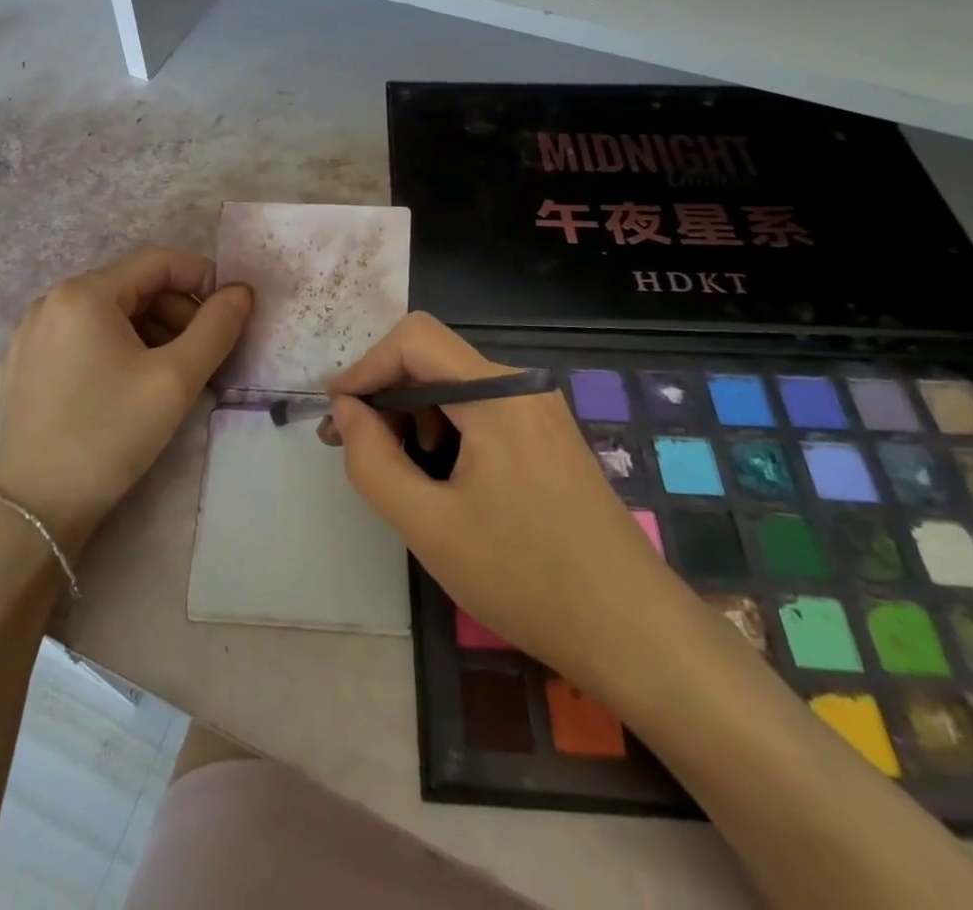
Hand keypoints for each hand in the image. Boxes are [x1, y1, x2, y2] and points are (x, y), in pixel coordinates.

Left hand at [0, 247, 252, 552]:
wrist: (36, 510)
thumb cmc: (109, 434)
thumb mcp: (175, 379)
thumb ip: (216, 327)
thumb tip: (241, 290)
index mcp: (83, 294)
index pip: (157, 262)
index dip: (201, 277)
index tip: (230, 311)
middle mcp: (50, 301)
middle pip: (131, 287)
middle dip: (176, 311)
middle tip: (204, 352)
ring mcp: (32, 334)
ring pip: (108, 314)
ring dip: (150, 331)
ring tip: (173, 372)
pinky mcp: (24, 364)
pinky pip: (83, 337)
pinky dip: (118, 347)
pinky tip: (131, 385)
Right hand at [329, 313, 666, 673]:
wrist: (635, 632)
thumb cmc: (525, 578)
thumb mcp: (428, 525)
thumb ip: (371, 459)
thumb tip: (346, 409)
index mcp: (497, 394)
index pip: (413, 339)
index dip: (365, 367)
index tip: (337, 416)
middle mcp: (522, 385)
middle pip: (433, 358)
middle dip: (385, 394)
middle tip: (354, 448)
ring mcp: (541, 409)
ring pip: (455, 383)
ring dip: (414, 413)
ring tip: (398, 470)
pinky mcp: (549, 434)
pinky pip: (481, 409)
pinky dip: (446, 428)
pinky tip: (440, 476)